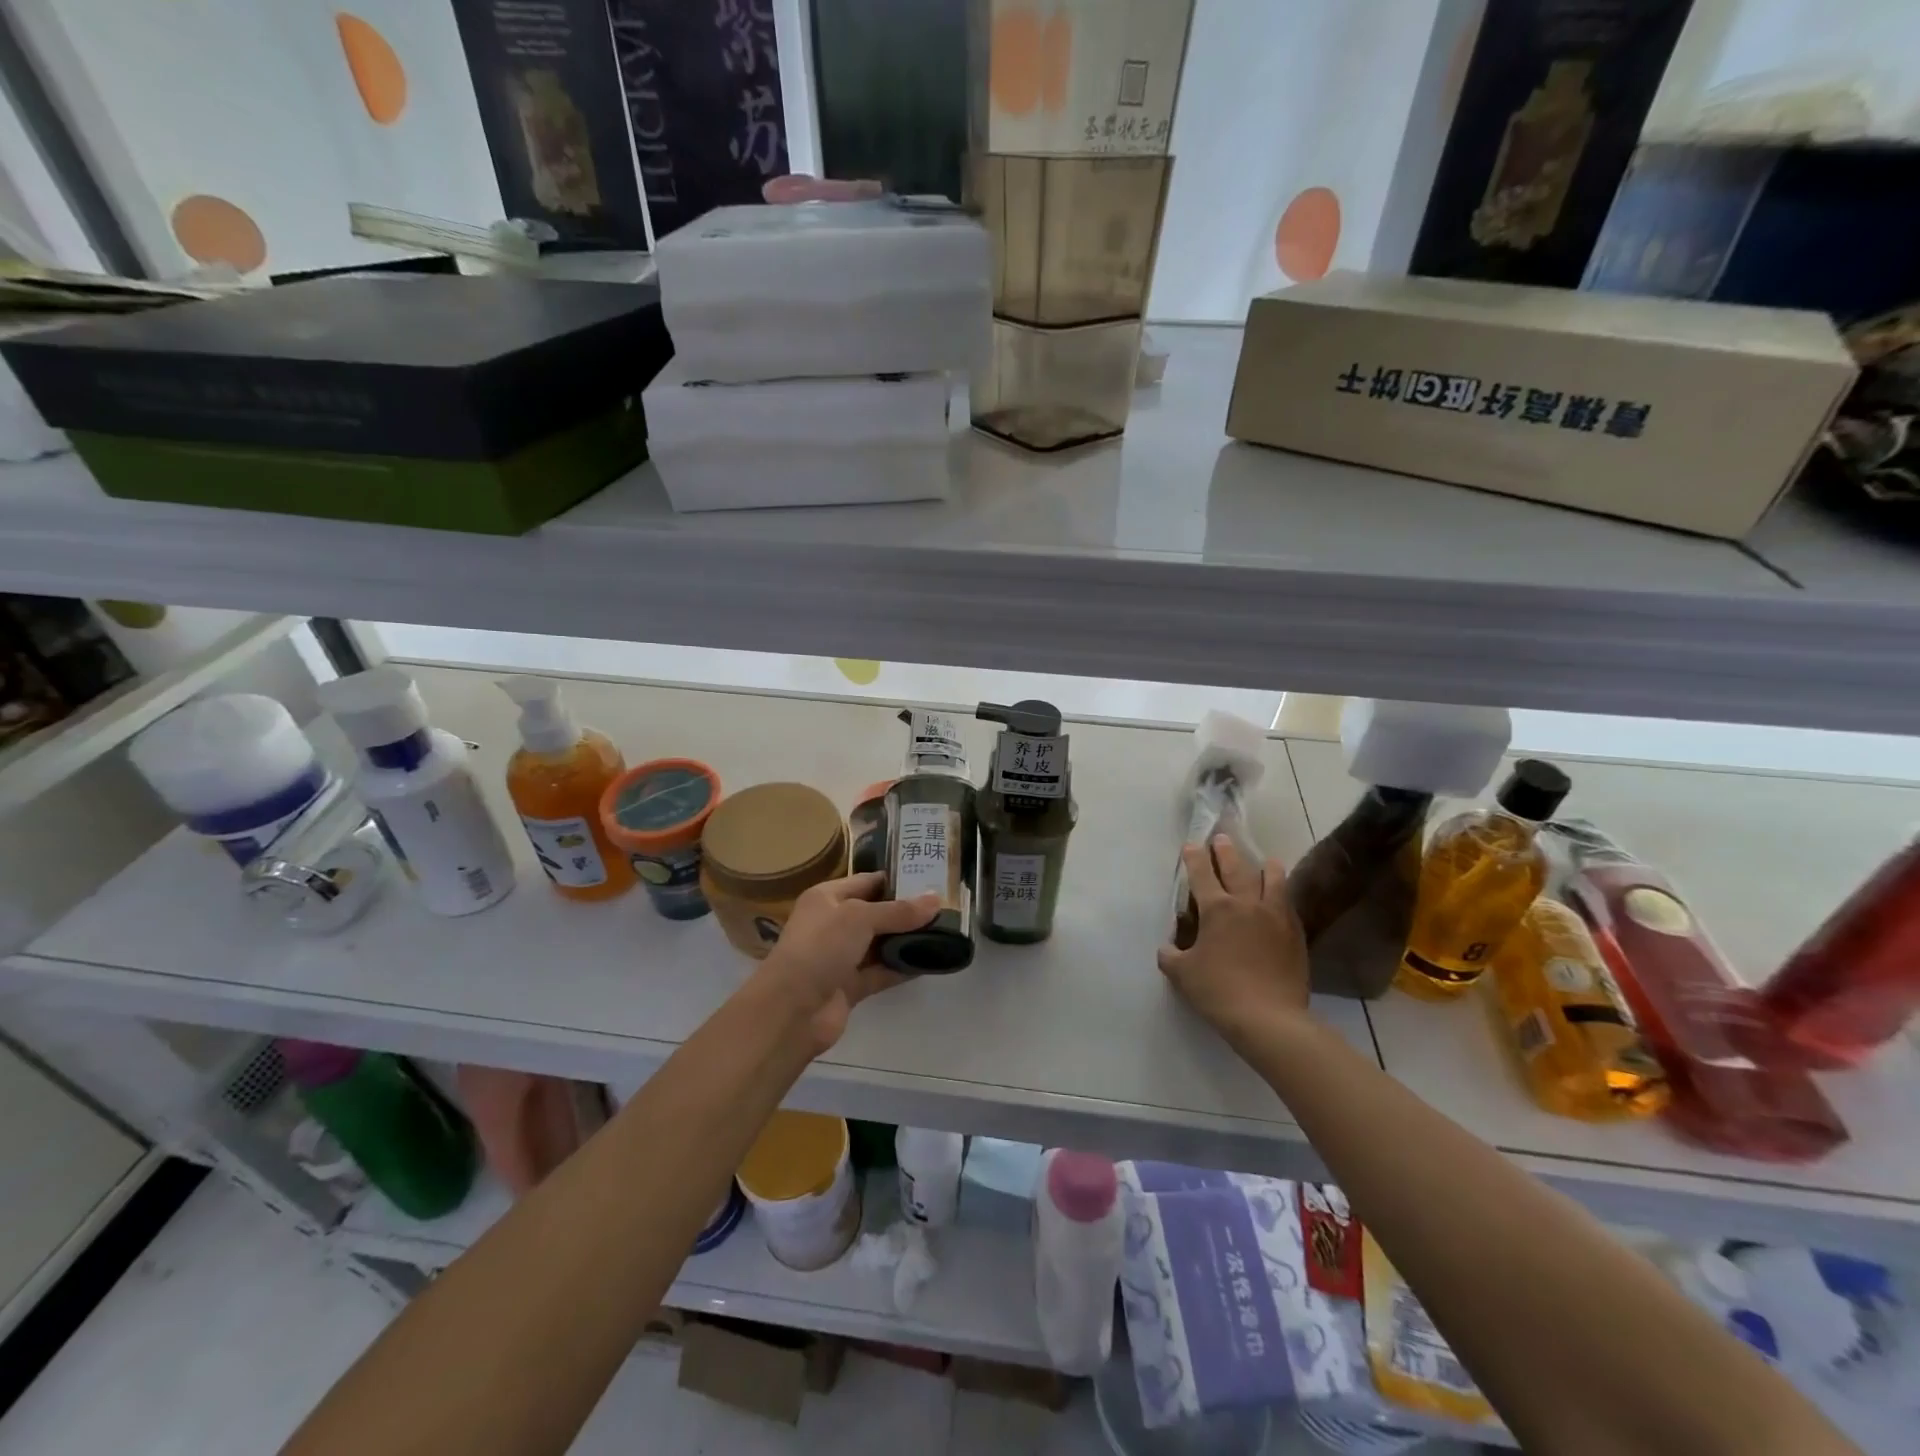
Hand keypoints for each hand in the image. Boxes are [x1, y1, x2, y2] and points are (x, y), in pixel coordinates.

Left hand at [754, 872, 939, 1055]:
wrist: (791, 1009)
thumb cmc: (821, 947)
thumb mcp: (860, 918)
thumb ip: (899, 911)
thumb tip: (936, 900)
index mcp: (827, 897)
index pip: (867, 881)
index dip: (897, 879)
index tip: (931, 878)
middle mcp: (833, 923)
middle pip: (876, 913)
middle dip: (907, 911)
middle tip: (946, 907)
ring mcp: (840, 957)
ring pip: (880, 943)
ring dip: (907, 940)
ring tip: (945, 932)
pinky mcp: (849, 986)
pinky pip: (881, 972)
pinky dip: (902, 967)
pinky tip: (931, 962)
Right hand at [1158, 836, 1310, 1040]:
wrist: (1269, 1018)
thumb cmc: (1219, 991)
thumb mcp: (1182, 974)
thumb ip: (1171, 955)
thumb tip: (1168, 948)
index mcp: (1217, 909)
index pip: (1202, 874)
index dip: (1194, 857)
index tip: (1191, 845)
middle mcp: (1247, 904)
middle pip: (1237, 867)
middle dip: (1226, 851)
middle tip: (1222, 840)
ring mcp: (1275, 916)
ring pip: (1272, 879)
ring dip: (1265, 866)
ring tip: (1265, 861)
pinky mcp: (1295, 933)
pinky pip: (1288, 903)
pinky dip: (1281, 894)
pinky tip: (1279, 897)